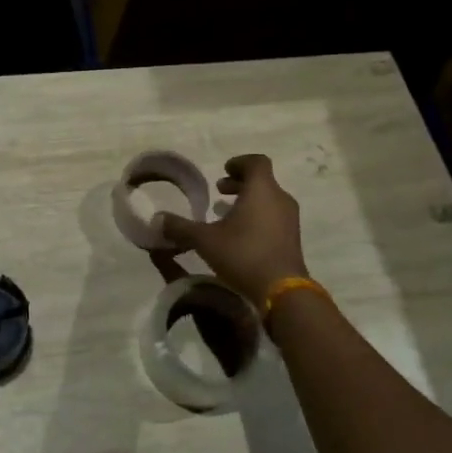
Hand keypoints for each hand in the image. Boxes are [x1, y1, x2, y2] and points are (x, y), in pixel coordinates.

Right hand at [155, 154, 308, 305]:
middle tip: (219, 192)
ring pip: (268, 200)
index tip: (224, 170)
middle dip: (239, 184)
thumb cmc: (243, 254)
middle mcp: (280, 198)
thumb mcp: (205, 240)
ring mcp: (290, 219)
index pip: (257, 161)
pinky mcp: (293, 238)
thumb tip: (158, 219)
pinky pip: (274, 217)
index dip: (239, 162)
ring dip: (248, 201)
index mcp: (262, 189)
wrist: (281, 290)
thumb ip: (181, 227)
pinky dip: (258, 216)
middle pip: (262, 181)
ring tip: (226, 215)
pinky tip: (241, 236)